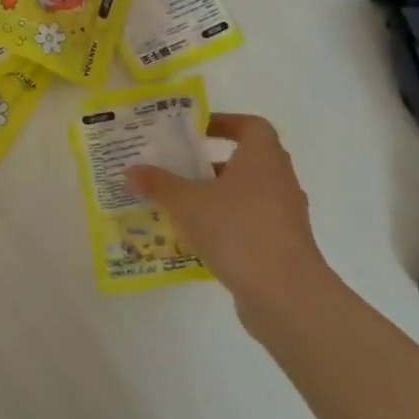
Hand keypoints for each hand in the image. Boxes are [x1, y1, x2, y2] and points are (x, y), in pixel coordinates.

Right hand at [125, 113, 331, 327]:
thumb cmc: (238, 231)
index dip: (224, 123)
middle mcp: (279, 182)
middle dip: (209, 164)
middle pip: (245, 162)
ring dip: (214, 197)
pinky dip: (223, 226)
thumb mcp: (187, 203)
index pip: (252, 126)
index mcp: (263, 159)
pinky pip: (248, 225)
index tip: (194, 132)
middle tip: (175, 168)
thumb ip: (159, 184)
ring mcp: (284, 217)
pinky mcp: (281, 247)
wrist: (287, 295)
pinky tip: (194, 239)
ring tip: (177, 206)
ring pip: (245, 196)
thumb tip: (132, 171)